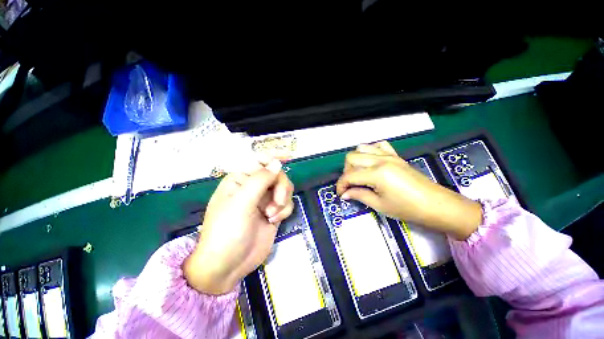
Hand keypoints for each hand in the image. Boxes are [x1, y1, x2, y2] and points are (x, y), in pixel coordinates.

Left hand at [184, 159, 293, 294]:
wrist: (228, 265)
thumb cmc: (227, 231)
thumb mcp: (242, 202)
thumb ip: (261, 180)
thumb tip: (277, 163)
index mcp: (241, 179)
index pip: (260, 160)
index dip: (274, 157)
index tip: (289, 156)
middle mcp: (254, 186)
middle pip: (278, 175)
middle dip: (281, 187)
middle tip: (277, 202)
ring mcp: (265, 200)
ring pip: (285, 188)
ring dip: (283, 200)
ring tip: (272, 214)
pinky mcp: (274, 211)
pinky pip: (287, 203)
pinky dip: (284, 210)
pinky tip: (274, 220)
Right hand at [336, 141, 481, 239]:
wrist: (436, 205)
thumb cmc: (408, 209)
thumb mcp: (380, 205)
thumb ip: (359, 195)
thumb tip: (345, 194)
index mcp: (377, 174)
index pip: (349, 176)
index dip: (341, 185)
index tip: (340, 194)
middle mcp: (380, 160)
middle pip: (351, 158)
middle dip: (346, 172)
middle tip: (351, 185)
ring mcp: (389, 155)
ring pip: (362, 148)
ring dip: (356, 160)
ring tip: (359, 173)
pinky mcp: (396, 155)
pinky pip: (379, 145)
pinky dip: (371, 151)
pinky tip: (372, 162)